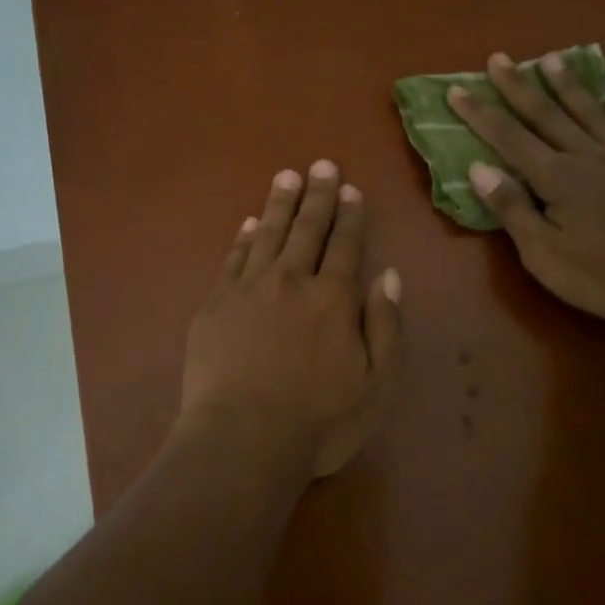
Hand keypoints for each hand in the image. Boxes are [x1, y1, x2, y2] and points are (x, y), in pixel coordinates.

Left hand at [180, 162, 403, 478]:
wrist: (243, 439)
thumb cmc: (318, 421)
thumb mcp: (375, 383)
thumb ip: (385, 325)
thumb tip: (388, 275)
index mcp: (333, 298)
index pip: (345, 244)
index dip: (350, 215)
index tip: (351, 188)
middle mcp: (292, 281)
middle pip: (307, 229)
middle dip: (318, 195)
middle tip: (321, 164)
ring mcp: (248, 289)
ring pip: (267, 234)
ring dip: (279, 204)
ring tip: (287, 176)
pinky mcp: (216, 304)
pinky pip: (233, 259)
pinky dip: (243, 238)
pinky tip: (248, 223)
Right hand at [448, 53, 604, 331]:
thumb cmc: (604, 278)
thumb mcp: (544, 255)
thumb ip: (512, 209)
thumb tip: (478, 168)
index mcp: (556, 178)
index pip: (508, 138)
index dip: (480, 114)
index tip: (456, 90)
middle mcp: (588, 157)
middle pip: (546, 115)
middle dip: (518, 86)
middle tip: (498, 58)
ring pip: (591, 113)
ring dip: (568, 85)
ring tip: (550, 58)